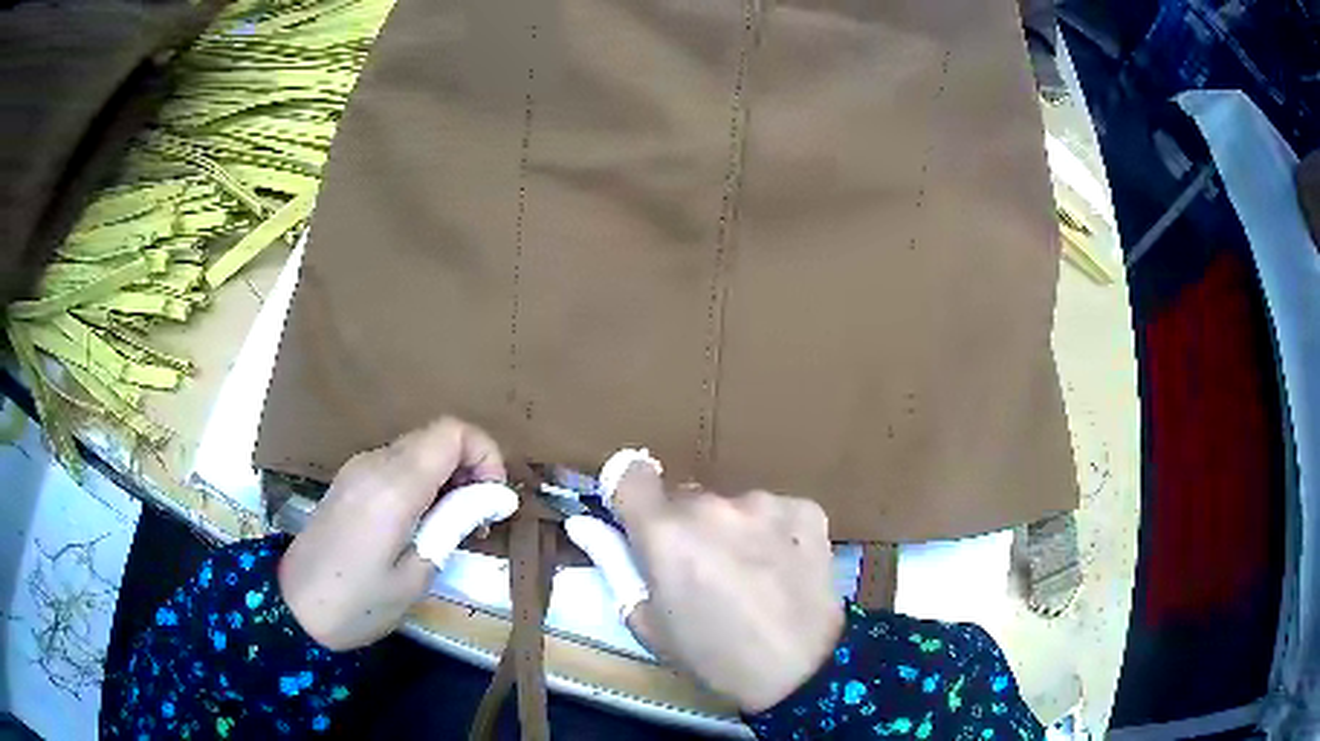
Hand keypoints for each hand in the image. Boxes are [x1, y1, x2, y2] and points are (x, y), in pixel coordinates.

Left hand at [278, 417, 505, 650]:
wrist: (293, 607)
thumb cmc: (358, 603)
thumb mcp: (415, 575)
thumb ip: (453, 525)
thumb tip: (493, 497)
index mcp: (393, 486)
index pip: (453, 433)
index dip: (485, 454)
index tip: (492, 500)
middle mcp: (375, 463)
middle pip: (438, 436)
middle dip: (470, 467)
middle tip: (477, 520)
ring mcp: (359, 468)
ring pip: (418, 448)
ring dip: (447, 476)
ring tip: (452, 526)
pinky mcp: (350, 480)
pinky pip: (398, 464)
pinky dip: (423, 481)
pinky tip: (422, 522)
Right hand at [613, 464, 843, 712]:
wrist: (802, 670)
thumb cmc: (712, 656)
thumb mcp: (648, 623)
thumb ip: (614, 564)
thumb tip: (584, 523)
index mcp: (665, 532)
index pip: (629, 473)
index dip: (630, 495)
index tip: (638, 521)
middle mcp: (713, 504)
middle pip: (685, 498)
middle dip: (684, 526)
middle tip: (701, 571)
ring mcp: (765, 503)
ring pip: (732, 505)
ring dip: (731, 529)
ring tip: (750, 576)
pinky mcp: (805, 509)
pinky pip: (775, 511)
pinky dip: (773, 532)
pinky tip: (782, 568)